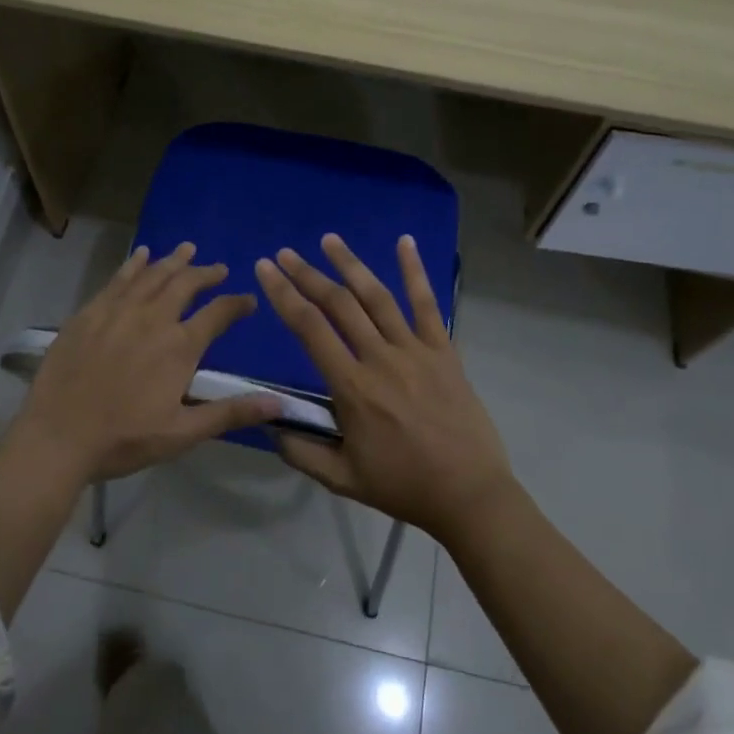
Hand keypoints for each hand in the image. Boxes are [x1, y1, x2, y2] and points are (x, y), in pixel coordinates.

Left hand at [17, 241, 280, 480]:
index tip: (248, 300)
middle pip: (185, 284)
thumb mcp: (183, 433)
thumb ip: (230, 413)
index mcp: (179, 346)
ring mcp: (118, 311)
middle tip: (218, 268)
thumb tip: (279, 404)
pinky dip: (133, 264)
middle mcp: (152, 318)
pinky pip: (117, 279)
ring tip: (187, 249)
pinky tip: (141, 254)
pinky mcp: (89, 313)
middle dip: (206, 273)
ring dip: (173, 261)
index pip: (218, 314)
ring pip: (152, 275)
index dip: (237, 304)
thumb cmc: (124, 439)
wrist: (58, 436)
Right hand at [255, 233, 516, 544]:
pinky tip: (405, 242)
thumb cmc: (403, 486)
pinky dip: (416, 271)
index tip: (265, 269)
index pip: (309, 329)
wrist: (469, 494)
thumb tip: (268, 423)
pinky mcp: (444, 351)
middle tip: (285, 253)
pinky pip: (428, 304)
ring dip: (350, 264)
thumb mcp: (342, 479)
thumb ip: (301, 451)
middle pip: (338, 304)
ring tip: (329, 240)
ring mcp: (416, 350)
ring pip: (377, 296)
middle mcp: (381, 358)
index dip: (283, 295)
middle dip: (307, 274)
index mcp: (352, 388)